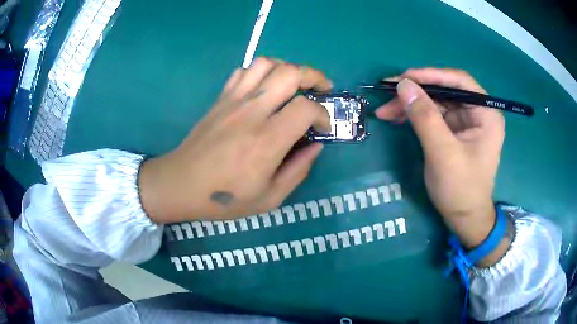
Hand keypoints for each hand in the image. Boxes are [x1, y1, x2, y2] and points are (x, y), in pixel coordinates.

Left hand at [138, 57, 331, 223]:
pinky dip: (261, 72)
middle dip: (313, 76)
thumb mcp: (269, 198)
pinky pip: (244, 71)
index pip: (305, 108)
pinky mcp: (220, 98)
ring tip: (295, 84)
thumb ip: (298, 171)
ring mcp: (233, 101)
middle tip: (322, 89)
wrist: (181, 184)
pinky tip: (265, 88)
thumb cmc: (225, 197)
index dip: (323, 114)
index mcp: (267, 141)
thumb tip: (316, 146)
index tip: (323, 128)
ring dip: (287, 68)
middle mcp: (252, 112)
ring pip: (266, 63)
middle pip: (290, 73)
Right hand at [375, 68, 507, 264]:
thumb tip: (403, 85)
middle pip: (445, 90)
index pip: (459, 81)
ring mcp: (465, 121)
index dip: (431, 75)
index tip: (404, 78)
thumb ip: (425, 117)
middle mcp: (477, 112)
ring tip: (385, 110)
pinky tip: (396, 117)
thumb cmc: (461, 189)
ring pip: (436, 101)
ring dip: (411, 104)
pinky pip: (433, 115)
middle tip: (387, 94)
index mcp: (486, 113)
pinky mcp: (454, 131)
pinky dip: (414, 115)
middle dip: (416, 92)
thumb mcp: (443, 153)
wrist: (464, 219)